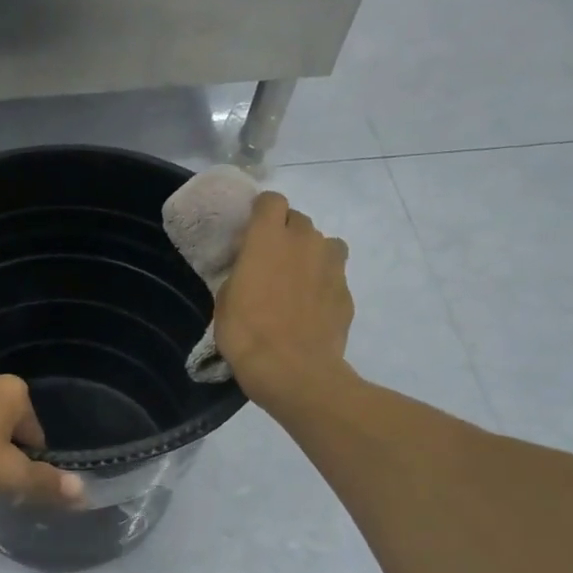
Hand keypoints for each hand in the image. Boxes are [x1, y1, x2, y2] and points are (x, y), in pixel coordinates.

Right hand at [215, 191, 356, 415]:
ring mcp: (331, 265)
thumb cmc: (247, 334)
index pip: (271, 201)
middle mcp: (304, 241)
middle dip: (285, 233)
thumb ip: (242, 274)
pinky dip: (322, 284)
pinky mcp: (346, 291)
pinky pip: (334, 275)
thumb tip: (252, 270)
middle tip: (271, 261)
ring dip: (310, 254)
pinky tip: (310, 309)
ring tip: (296, 282)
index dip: (261, 212)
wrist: (294, 371)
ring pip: (324, 244)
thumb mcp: (225, 301)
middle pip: (298, 220)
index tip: (251, 232)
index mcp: (268, 239)